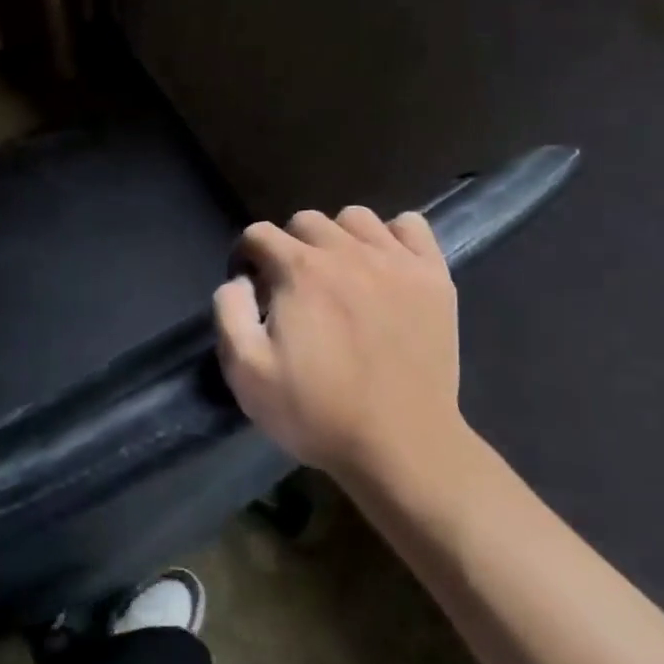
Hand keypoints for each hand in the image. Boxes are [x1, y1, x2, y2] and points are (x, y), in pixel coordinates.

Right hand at [214, 206, 464, 481]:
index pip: (259, 234)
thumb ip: (229, 312)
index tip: (252, 290)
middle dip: (288, 246)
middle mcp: (347, 251)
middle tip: (293, 289)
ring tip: (339, 275)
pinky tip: (385, 267)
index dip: (246, 257)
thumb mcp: (246, 372)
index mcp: (299, 271)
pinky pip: (411, 226)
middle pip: (306, 221)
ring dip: (338, 238)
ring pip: (356, 219)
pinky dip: (393, 237)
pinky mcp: (435, 277)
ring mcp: (397, 261)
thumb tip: (239, 280)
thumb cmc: (316, 412)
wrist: (401, 445)